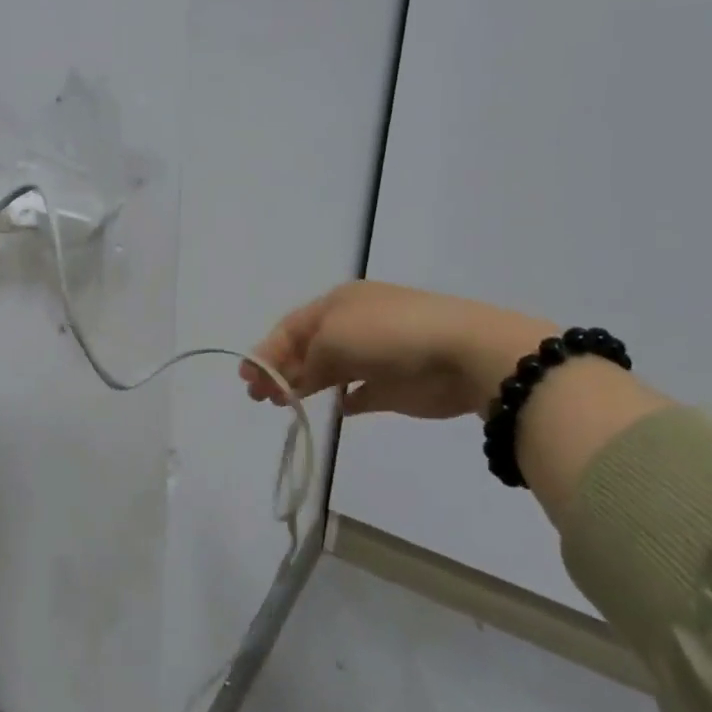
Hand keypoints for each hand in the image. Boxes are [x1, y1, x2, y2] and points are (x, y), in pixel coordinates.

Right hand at [240, 282, 552, 420]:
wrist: (464, 354)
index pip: (291, 327)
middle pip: (307, 348)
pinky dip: (346, 398)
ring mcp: (377, 355)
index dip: (266, 351)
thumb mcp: (333, 339)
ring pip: (330, 370)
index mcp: (338, 304)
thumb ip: (305, 362)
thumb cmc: (389, 335)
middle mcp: (354, 325)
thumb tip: (291, 381)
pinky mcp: (397, 385)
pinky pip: (362, 391)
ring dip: (305, 385)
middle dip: (280, 369)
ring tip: (284, 405)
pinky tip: (335, 408)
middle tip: (259, 396)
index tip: (247, 378)